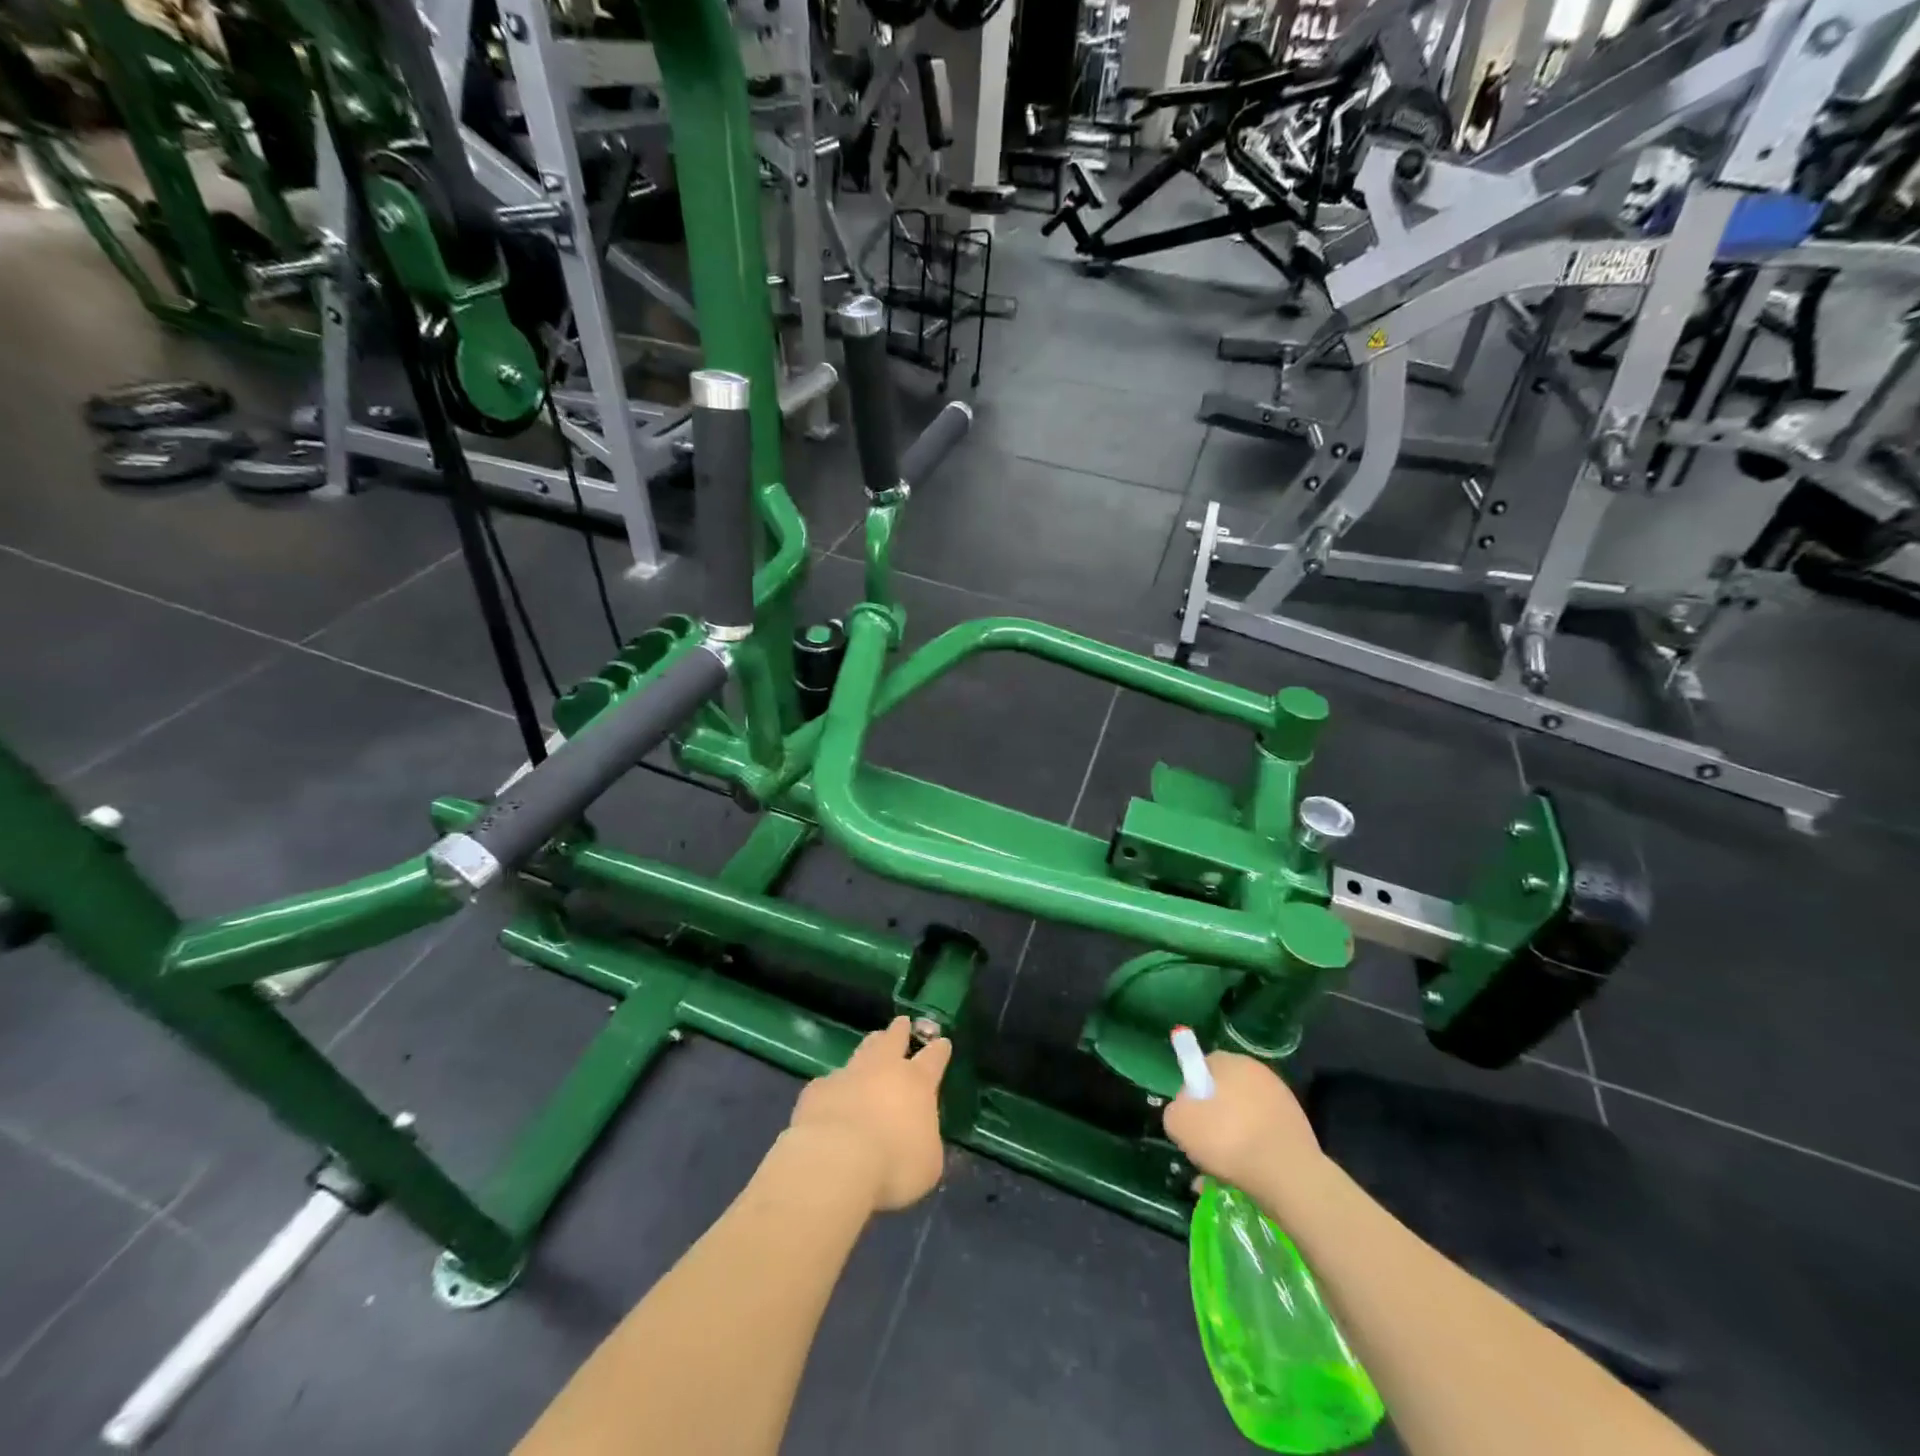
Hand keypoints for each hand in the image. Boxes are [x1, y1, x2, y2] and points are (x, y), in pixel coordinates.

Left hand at [786, 1017, 951, 1212]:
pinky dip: (835, 1087)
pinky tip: (832, 1097)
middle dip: (901, 1031)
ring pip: (863, 1050)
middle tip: (902, 1022)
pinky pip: (829, 1082)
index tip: (942, 1042)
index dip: (940, 1050)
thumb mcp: (927, 1163)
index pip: (934, 1059)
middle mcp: (883, 1069)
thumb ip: (925, 1142)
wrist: (835, 1161)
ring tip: (873, 1042)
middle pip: (894, 1040)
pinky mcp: (817, 1090)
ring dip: (870, 1047)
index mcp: (917, 1083)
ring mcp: (848, 1075)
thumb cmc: (893, 1165)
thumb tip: (918, 1136)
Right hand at [1163, 1051, 1323, 1194]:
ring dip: (1232, 1137)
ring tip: (1223, 1169)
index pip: (1202, 1066)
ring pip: (1245, 1117)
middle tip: (1204, 1145)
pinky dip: (1253, 1152)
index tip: (1189, 1119)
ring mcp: (1283, 1101)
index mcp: (1232, 1062)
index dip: (1191, 1091)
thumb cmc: (1229, 1140)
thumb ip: (1174, 1111)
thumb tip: (1185, 1113)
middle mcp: (1259, 1073)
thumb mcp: (1179, 1123)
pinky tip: (1246, 1175)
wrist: (1290, 1178)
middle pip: (1225, 1092)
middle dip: (1212, 1116)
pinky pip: (1264, 1136)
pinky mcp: (1298, 1129)